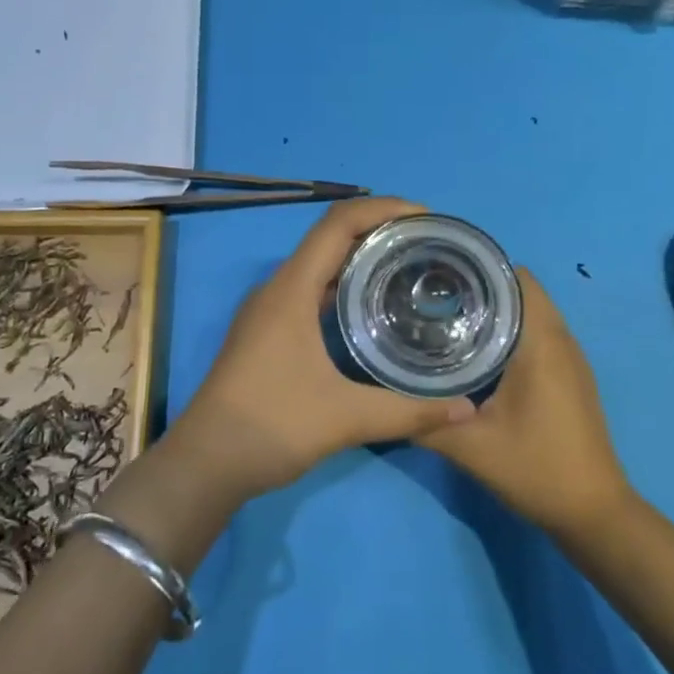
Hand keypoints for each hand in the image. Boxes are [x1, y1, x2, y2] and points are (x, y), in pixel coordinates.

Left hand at [169, 197, 475, 502]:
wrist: (205, 463)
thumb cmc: (271, 426)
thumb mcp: (345, 418)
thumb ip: (409, 411)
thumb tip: (468, 409)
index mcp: (290, 290)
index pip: (337, 224)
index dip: (382, 209)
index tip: (425, 216)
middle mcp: (276, 289)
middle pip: (329, 239)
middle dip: (377, 231)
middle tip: (426, 243)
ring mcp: (268, 311)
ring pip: (318, 267)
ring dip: (359, 259)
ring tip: (407, 268)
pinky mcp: (266, 333)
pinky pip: (310, 291)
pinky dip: (343, 287)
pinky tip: (370, 310)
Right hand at [419, 269, 632, 536]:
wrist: (593, 513)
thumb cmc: (535, 469)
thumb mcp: (469, 448)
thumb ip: (423, 418)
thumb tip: (383, 395)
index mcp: (541, 343)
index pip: (515, 278)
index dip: (478, 269)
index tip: (439, 275)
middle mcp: (561, 340)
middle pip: (522, 290)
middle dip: (481, 286)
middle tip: (434, 297)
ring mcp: (571, 358)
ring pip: (532, 312)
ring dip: (497, 308)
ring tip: (450, 317)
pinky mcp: (571, 376)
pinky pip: (539, 333)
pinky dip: (512, 330)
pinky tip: (479, 352)